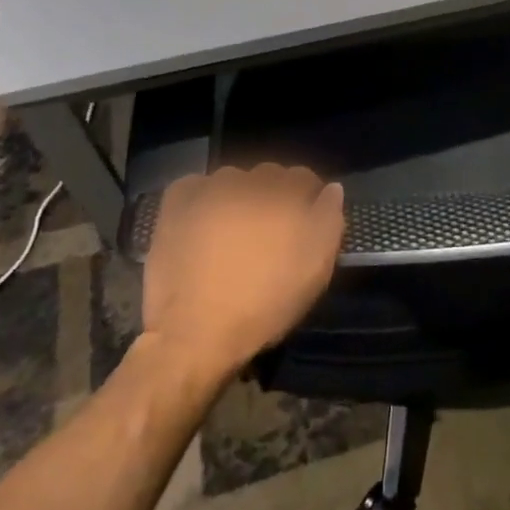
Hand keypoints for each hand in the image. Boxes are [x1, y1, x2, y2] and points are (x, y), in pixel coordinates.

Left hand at [141, 164, 345, 382]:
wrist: (194, 334)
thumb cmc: (264, 306)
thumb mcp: (315, 271)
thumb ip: (329, 221)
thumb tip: (332, 189)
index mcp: (285, 195)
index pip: (303, 178)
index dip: (307, 199)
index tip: (303, 224)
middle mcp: (248, 182)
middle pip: (268, 176)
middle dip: (273, 196)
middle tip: (268, 232)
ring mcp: (209, 189)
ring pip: (233, 180)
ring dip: (239, 195)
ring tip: (233, 229)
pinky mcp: (176, 203)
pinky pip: (196, 185)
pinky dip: (202, 197)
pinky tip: (202, 222)